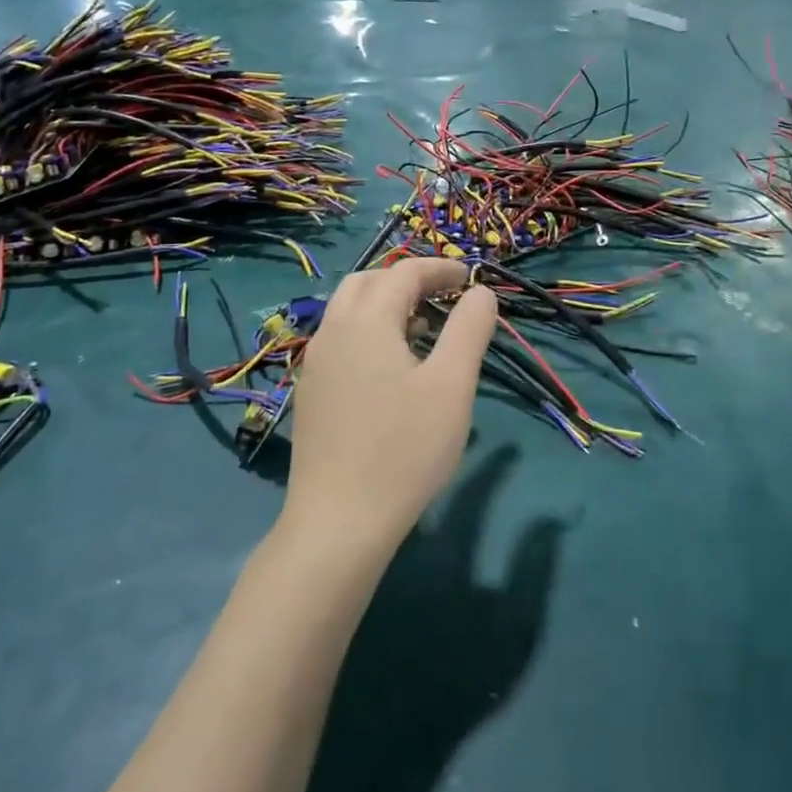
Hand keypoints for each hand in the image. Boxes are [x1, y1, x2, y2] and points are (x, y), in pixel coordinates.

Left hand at [283, 258, 499, 557]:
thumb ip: (469, 330)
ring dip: (386, 305)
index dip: (440, 268)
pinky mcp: (311, 393)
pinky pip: (341, 340)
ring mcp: (316, 364)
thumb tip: (480, 293)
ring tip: (424, 330)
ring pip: (350, 311)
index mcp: (366, 321)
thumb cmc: (404, 449)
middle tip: (444, 297)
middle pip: (368, 282)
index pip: (404, 273)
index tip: (471, 279)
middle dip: (408, 280)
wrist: (337, 523)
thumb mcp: (451, 386)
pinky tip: (393, 369)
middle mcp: (333, 332)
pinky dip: (369, 331)